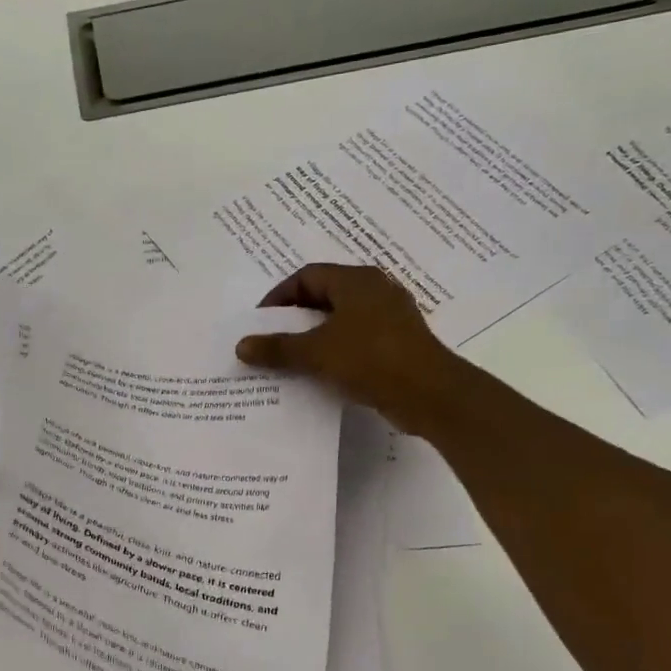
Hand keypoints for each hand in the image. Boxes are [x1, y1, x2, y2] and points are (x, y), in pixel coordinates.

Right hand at [235, 264, 462, 435]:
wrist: (429, 394)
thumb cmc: (370, 359)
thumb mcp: (316, 353)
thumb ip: (277, 348)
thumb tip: (241, 345)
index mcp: (356, 281)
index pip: (307, 276)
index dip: (279, 296)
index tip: (260, 322)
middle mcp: (375, 291)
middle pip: (324, 297)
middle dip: (295, 318)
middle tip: (271, 341)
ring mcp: (390, 318)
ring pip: (341, 321)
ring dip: (314, 338)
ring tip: (290, 360)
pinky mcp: (397, 344)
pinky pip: (356, 341)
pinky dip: (335, 352)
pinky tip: (320, 374)